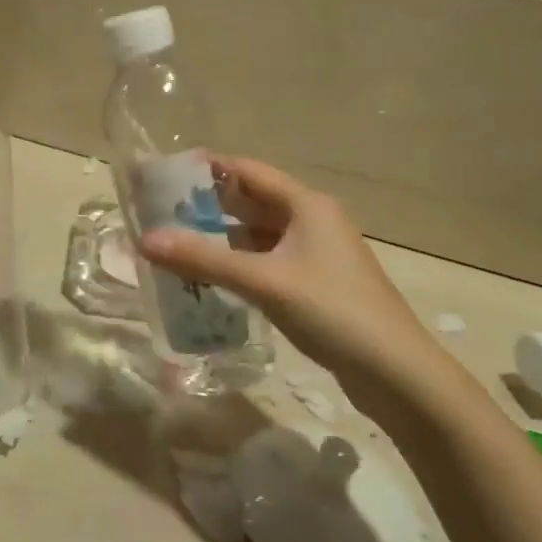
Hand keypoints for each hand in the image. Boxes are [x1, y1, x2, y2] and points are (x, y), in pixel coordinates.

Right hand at [139, 156, 450, 400]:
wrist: (397, 373)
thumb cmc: (333, 311)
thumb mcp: (263, 281)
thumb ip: (203, 259)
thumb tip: (143, 240)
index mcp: (306, 204)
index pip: (247, 170)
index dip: (206, 168)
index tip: (164, 172)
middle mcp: (311, 220)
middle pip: (250, 201)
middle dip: (206, 205)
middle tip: (158, 211)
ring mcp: (315, 253)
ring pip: (256, 234)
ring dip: (219, 237)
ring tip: (173, 243)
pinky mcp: (314, 283)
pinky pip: (265, 260)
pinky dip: (236, 263)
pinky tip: (208, 276)